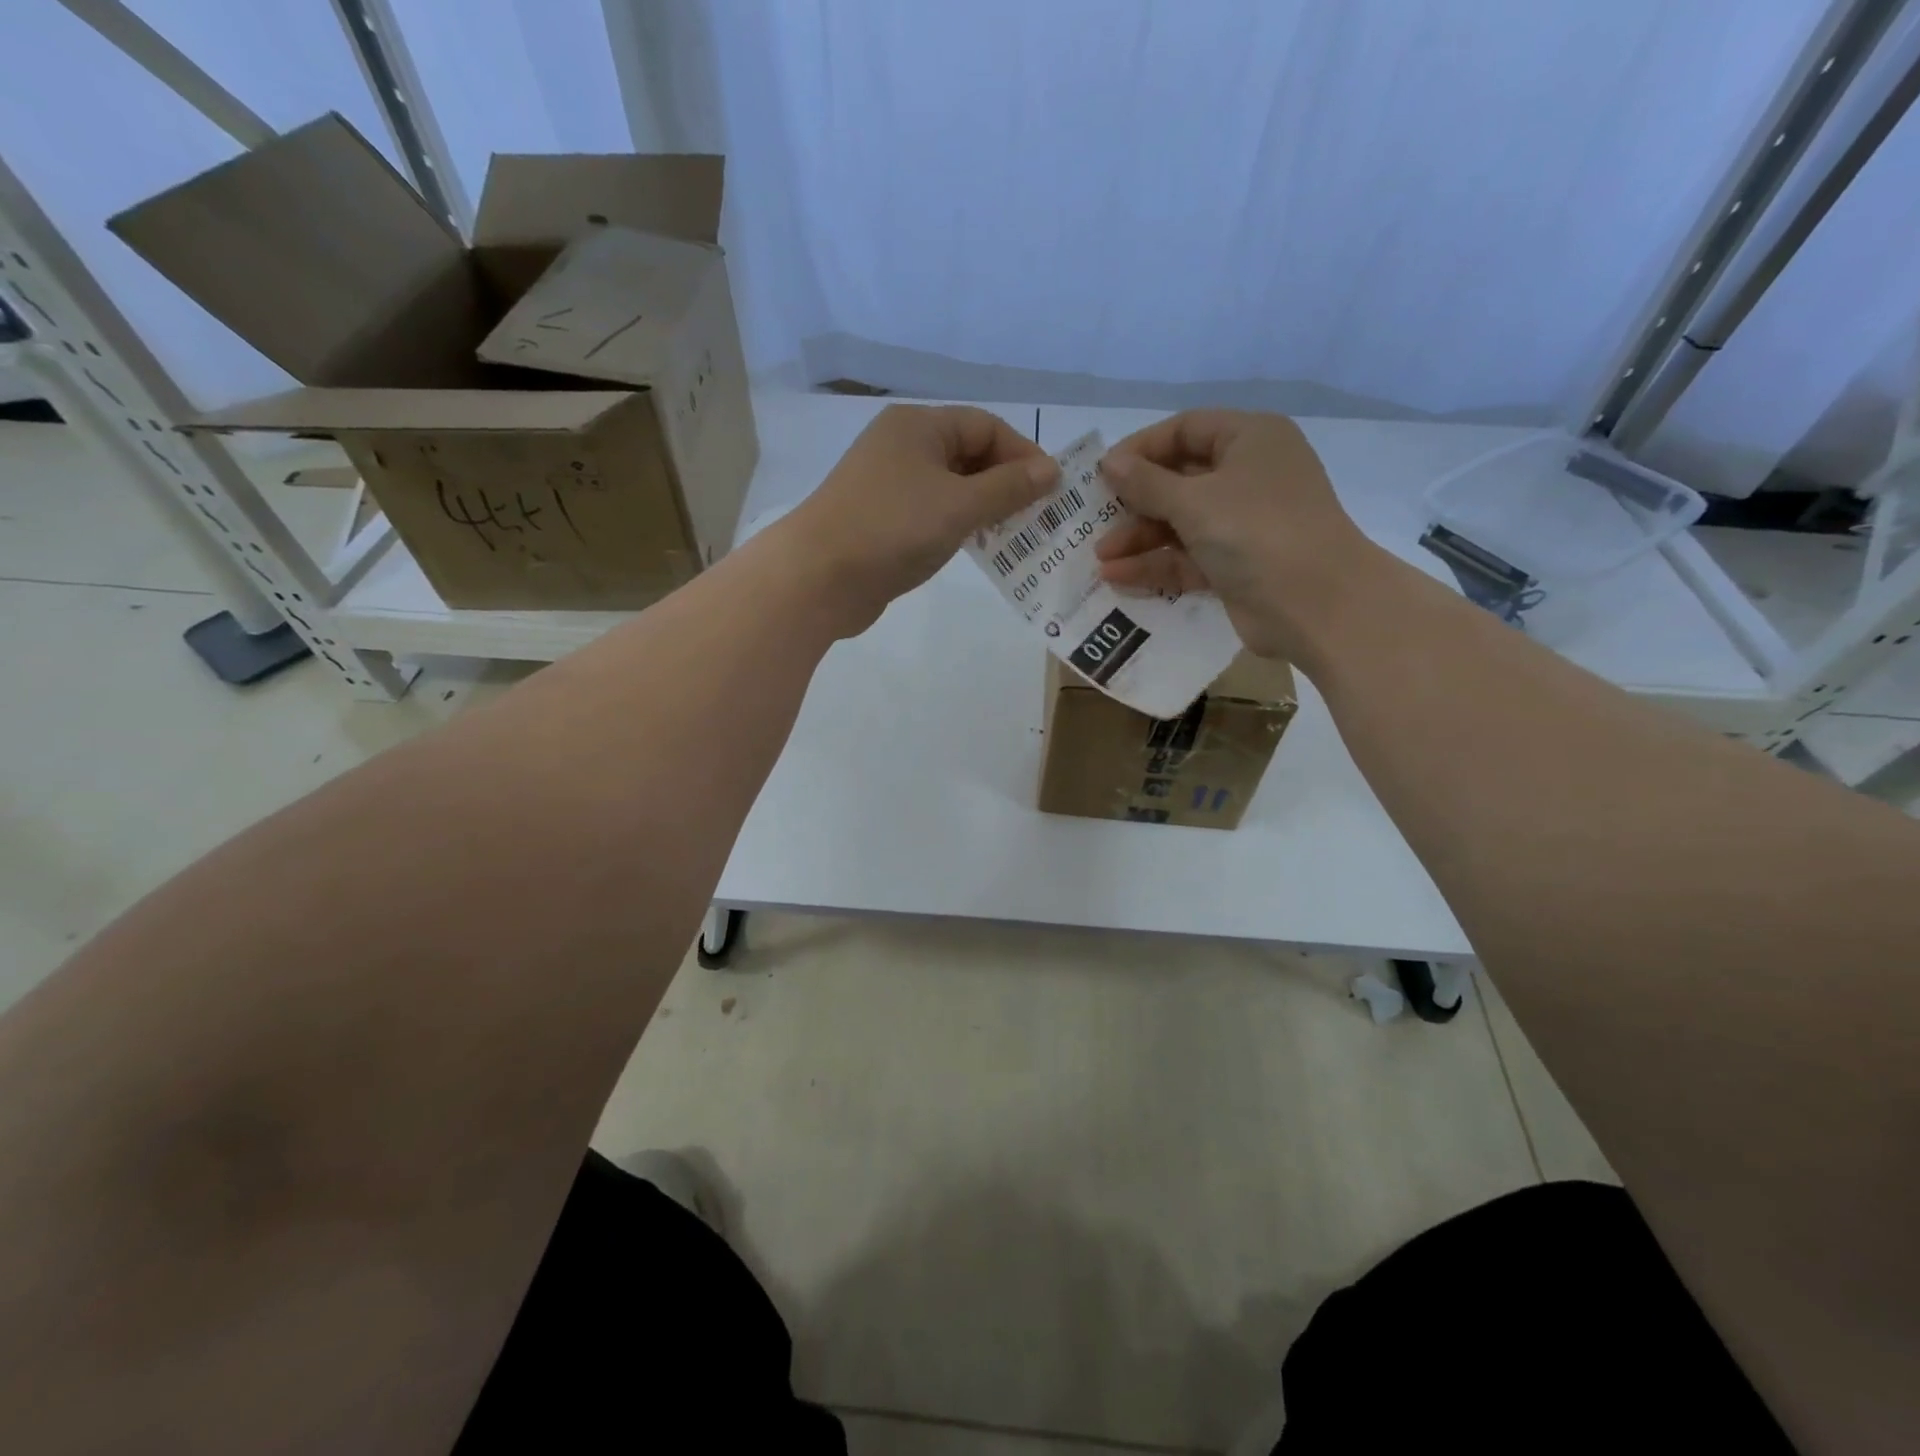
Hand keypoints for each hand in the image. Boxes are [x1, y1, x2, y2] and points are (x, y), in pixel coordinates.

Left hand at [786, 404, 1059, 635]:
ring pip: (950, 488)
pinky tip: (975, 548)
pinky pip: (931, 514)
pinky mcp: (881, 521)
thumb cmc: (892, 529)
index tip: (1051, 491)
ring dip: (984, 509)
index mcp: (918, 426)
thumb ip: (1008, 487)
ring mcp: (888, 485)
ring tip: (1015, 536)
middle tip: (1038, 518)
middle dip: (1005, 484)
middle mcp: (901, 447)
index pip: (985, 426)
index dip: (1022, 455)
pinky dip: (957, 527)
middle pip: (968, 454)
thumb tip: (1050, 470)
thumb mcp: (959, 506)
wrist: (818, 577)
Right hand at [1095, 409, 1377, 659]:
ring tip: (1100, 558)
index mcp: (1249, 440)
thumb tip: (1109, 462)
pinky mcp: (1236, 565)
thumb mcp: (1194, 501)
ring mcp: (1243, 524)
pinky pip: (1188, 557)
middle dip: (1135, 503)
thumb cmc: (1256, 531)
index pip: (1186, 430)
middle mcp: (1248, 476)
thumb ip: (1147, 483)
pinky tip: (1118, 577)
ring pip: (1181, 523)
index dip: (1141, 449)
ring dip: (1140, 539)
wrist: (1316, 604)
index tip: (1102, 474)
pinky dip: (1156, 565)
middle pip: (1180, 480)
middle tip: (1096, 521)